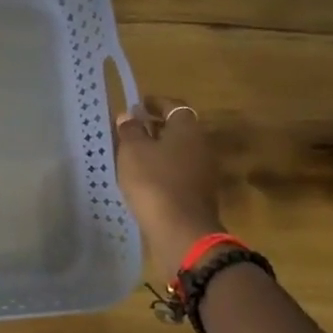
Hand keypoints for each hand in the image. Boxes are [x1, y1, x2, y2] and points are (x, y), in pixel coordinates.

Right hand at [115, 95, 224, 262]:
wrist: (181, 230)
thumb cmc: (154, 181)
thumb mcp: (133, 151)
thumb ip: (130, 130)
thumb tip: (129, 116)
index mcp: (187, 129)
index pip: (173, 106)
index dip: (155, 103)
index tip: (138, 105)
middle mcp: (200, 146)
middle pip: (178, 129)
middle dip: (155, 126)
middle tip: (131, 129)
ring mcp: (203, 171)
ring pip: (178, 151)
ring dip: (158, 149)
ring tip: (132, 154)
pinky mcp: (199, 193)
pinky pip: (178, 171)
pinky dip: (163, 168)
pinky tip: (144, 178)